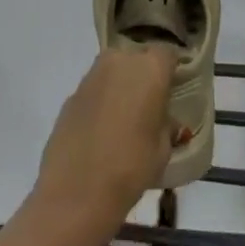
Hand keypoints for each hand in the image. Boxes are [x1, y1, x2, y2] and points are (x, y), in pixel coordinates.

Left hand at [32, 46, 176, 235]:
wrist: (76, 191)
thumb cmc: (131, 166)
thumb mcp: (163, 148)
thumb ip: (166, 125)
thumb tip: (166, 121)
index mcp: (150, 69)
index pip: (168, 54)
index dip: (171, 70)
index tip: (174, 89)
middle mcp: (119, 62)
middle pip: (137, 58)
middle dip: (143, 75)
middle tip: (149, 103)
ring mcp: (91, 77)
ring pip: (113, 71)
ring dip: (120, 86)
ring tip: (125, 118)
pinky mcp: (70, 96)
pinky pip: (94, 90)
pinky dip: (101, 102)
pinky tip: (102, 130)